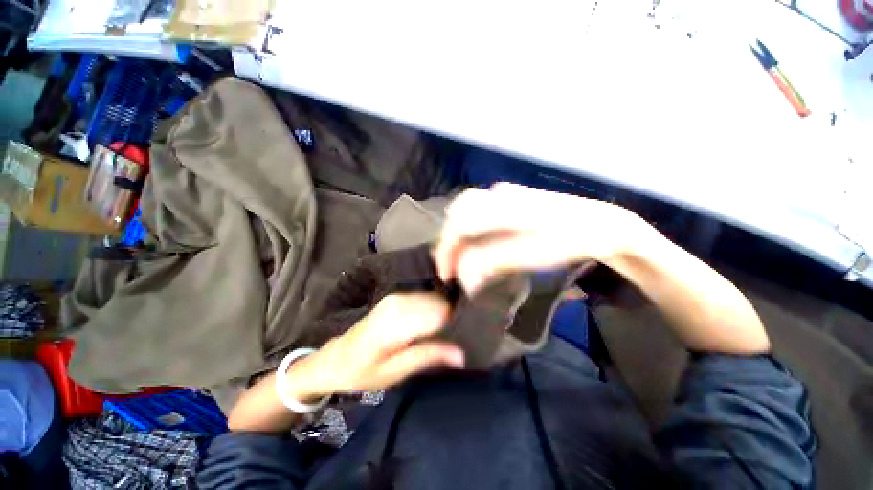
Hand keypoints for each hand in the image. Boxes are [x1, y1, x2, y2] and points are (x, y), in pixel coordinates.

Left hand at [287, 293, 463, 399]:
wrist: (335, 358)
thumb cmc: (361, 372)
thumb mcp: (394, 373)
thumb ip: (427, 357)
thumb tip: (461, 354)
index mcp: (395, 321)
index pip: (439, 313)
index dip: (455, 325)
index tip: (465, 340)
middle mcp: (398, 301)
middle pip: (440, 303)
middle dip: (452, 319)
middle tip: (457, 341)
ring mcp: (397, 296)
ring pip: (435, 299)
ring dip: (444, 315)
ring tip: (447, 335)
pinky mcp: (398, 297)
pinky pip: (426, 299)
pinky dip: (435, 310)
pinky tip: (434, 327)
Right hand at [434, 183, 646, 292]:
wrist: (600, 222)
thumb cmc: (569, 240)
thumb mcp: (531, 255)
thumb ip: (492, 262)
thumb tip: (463, 276)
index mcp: (504, 207)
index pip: (460, 223)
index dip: (447, 250)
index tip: (448, 277)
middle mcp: (498, 193)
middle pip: (457, 212)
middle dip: (449, 241)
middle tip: (451, 268)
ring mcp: (504, 191)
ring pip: (465, 209)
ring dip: (457, 234)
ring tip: (460, 258)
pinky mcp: (508, 196)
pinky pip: (477, 209)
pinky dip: (468, 228)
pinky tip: (475, 243)